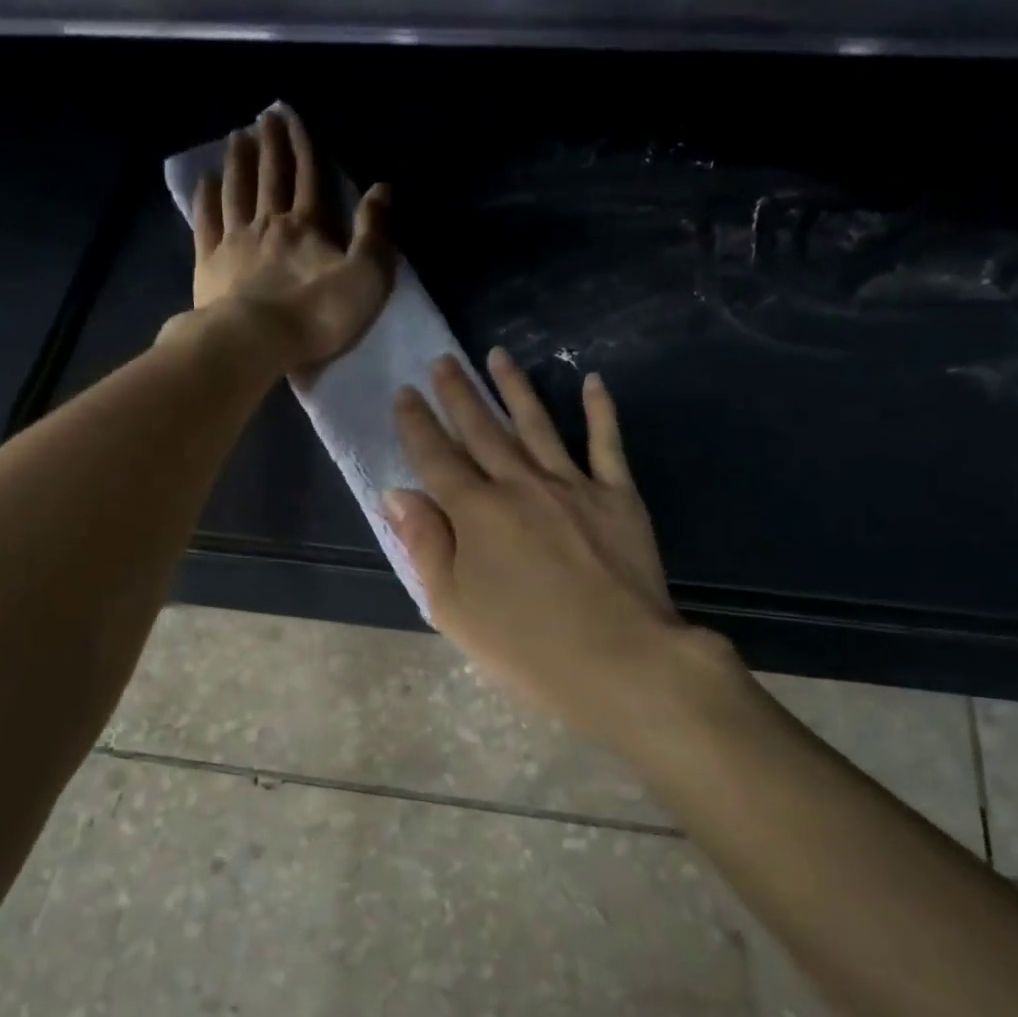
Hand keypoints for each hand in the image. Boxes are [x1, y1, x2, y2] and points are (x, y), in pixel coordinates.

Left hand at [191, 108, 394, 371]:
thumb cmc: (317, 315)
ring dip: (238, 163)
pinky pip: (206, 222)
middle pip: (270, 177)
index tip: (295, 118)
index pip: (309, 178)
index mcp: (307, 227)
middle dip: (270, 145)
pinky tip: (205, 181)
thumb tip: (382, 188)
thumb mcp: (364, 277)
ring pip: (236, 192)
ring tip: (237, 137)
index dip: (304, 147)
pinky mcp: (209, 264)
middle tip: (264, 116)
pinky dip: (206, 198)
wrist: (255, 342)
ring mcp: (234, 242)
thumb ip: (374, 233)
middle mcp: (268, 223)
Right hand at [388, 349, 703, 744]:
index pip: (435, 457)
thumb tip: (398, 493)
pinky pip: (607, 443)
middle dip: (458, 393)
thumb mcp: (453, 608)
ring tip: (497, 355)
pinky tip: (591, 381)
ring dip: (515, 387)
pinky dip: (600, 410)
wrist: (619, 661)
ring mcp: (573, 485)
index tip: (404, 393)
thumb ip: (424, 545)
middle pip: (482, 430)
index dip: (416, 424)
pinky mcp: (618, 496)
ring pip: (537, 424)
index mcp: (475, 513)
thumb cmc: (525, 647)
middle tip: (442, 360)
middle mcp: (520, 485)